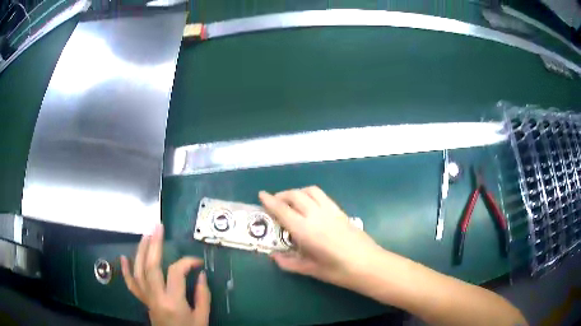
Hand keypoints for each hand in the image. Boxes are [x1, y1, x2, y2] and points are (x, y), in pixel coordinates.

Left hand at [120, 224, 210, 325]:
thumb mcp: (202, 318)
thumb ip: (203, 296)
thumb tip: (201, 274)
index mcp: (173, 302)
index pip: (176, 273)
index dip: (187, 262)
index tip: (197, 261)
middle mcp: (156, 297)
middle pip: (151, 267)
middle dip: (154, 244)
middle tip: (158, 227)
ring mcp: (146, 298)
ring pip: (139, 271)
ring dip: (141, 251)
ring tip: (145, 235)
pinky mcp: (143, 301)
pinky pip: (131, 285)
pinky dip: (126, 270)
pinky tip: (124, 257)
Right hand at [259, 186, 383, 288]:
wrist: (368, 264)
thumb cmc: (337, 270)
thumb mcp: (309, 269)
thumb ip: (289, 262)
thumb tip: (274, 256)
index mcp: (305, 230)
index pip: (282, 210)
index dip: (269, 201)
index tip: (261, 195)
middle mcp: (316, 215)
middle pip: (295, 195)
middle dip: (281, 195)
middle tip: (274, 203)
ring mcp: (330, 210)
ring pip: (309, 191)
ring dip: (297, 192)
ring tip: (291, 202)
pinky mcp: (340, 210)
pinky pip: (322, 195)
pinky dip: (310, 194)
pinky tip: (310, 206)